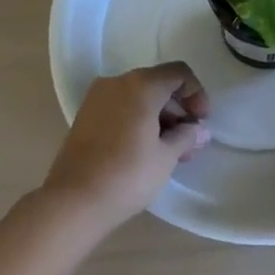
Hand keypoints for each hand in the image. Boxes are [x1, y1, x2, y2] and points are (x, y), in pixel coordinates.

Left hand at [38, 63, 210, 228]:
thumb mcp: (166, 156)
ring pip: (138, 98)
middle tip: (190, 141)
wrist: (73, 201)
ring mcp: (97, 99)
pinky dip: (139, 121)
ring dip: (160, 118)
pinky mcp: (85, 117)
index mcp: (141, 85)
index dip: (196, 94)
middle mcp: (117, 83)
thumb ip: (186, 136)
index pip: (178, 73)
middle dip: (178, 109)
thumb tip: (199, 130)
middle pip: (158, 84)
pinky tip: (147, 150)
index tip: (201, 122)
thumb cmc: (127, 175)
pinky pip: (121, 109)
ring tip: (171, 152)